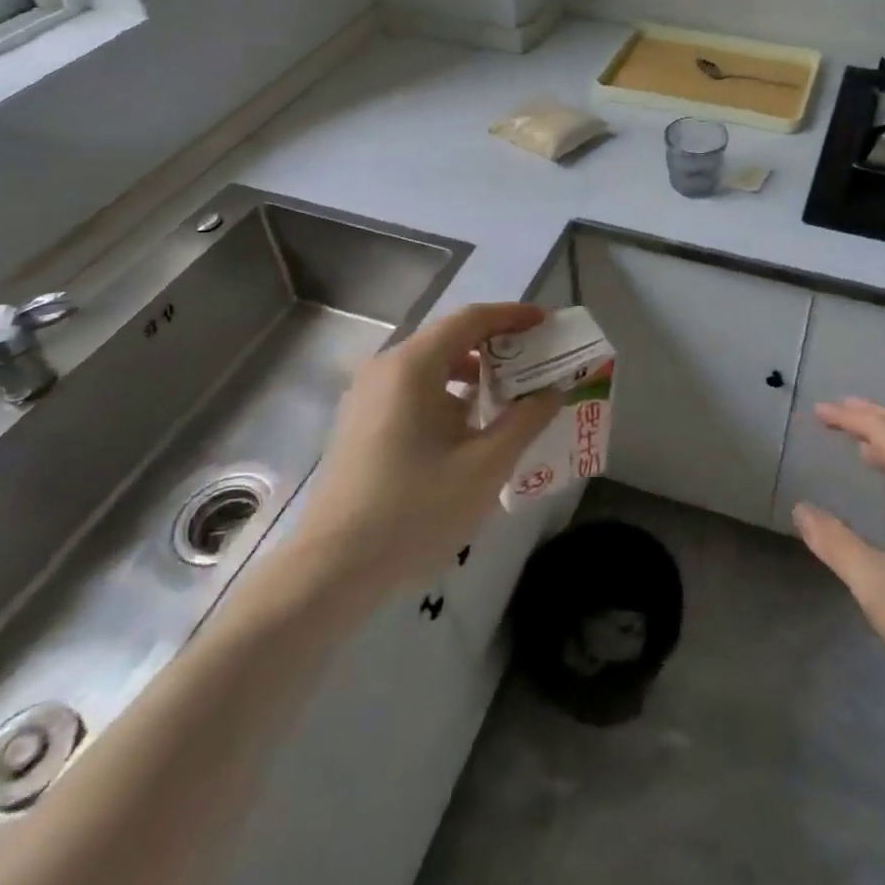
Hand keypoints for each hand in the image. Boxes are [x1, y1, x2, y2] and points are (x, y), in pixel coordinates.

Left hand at [294, 302, 561, 591]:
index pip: (471, 319)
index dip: (513, 316)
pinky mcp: (359, 423)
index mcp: (413, 366)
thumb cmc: (415, 509)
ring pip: (430, 367)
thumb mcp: (486, 465)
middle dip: (496, 346)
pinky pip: (412, 390)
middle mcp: (385, 368)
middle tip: (535, 361)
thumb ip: (525, 420)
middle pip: (449, 339)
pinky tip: (468, 429)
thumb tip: (551, 392)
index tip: (547, 323)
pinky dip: (447, 394)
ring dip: (472, 373)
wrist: (332, 568)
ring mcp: (367, 396)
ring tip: (508, 397)